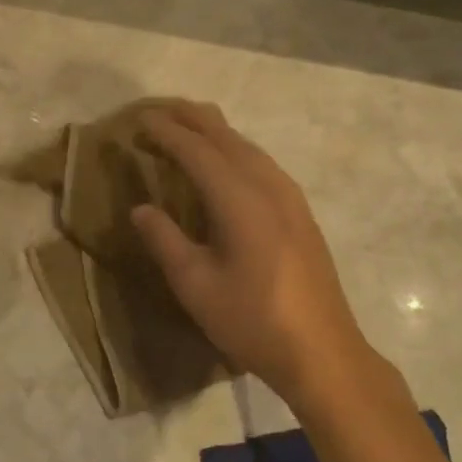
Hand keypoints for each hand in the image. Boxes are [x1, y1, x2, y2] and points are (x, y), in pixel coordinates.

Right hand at [131, 102, 381, 403]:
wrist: (322, 352)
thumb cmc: (252, 321)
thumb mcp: (196, 285)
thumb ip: (165, 240)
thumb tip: (140, 208)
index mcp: (240, 200)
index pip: (197, 151)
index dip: (167, 132)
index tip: (140, 120)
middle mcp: (268, 187)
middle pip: (227, 138)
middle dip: (193, 119)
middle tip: (161, 109)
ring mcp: (291, 198)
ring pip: (249, 148)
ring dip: (217, 132)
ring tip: (190, 125)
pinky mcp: (301, 213)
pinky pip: (263, 163)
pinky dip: (237, 150)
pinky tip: (229, 162)